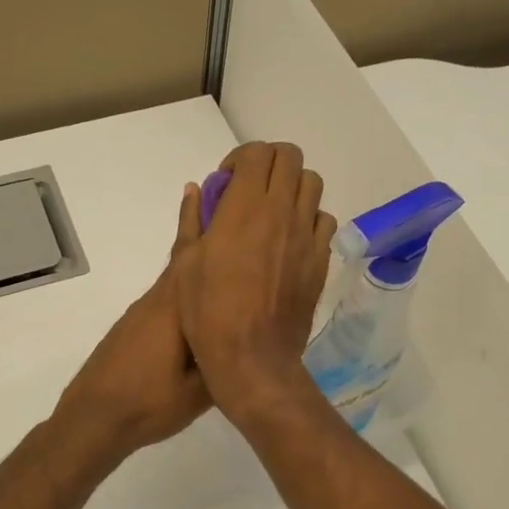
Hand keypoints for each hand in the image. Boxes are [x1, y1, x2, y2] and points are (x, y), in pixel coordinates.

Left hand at [51, 184, 210, 459]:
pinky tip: (196, 290)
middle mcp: (159, 300)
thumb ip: (226, 358)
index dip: (209, 224)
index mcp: (177, 309)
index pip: (197, 256)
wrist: (94, 418)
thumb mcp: (201, 390)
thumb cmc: (150, 403)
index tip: (225, 193)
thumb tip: (249, 335)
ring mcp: (144, 312)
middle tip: (221, 195)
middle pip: (185, 255)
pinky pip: (167, 292)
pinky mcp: (136, 325)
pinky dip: (184, 277)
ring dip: (194, 250)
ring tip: (217, 234)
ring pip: (176, 273)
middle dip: (203, 224)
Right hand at [173, 142, 334, 418]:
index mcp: (245, 206)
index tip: (227, 182)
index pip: (257, 152)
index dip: (240, 158)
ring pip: (312, 184)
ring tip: (274, 211)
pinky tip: (291, 240)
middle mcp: (282, 211)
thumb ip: (193, 220)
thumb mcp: (186, 263)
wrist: (252, 356)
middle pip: (290, 158)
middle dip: (269, 162)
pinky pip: (323, 221)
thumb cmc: (208, 312)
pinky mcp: (321, 259)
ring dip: (291, 187)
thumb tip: (196, 190)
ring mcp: (306, 235)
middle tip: (251, 188)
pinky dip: (308, 219)